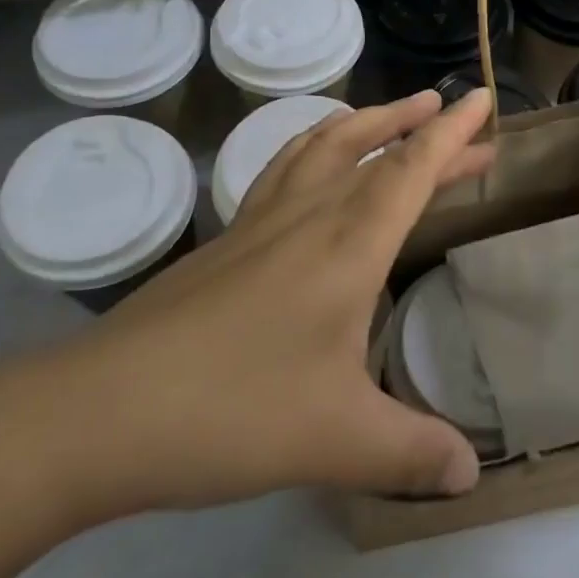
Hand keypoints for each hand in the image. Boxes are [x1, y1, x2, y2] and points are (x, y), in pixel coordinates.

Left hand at [17, 88, 496, 523]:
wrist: (97, 413)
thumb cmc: (232, 412)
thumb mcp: (337, 442)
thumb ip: (411, 452)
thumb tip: (470, 477)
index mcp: (347, 245)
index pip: (412, 170)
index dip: (452, 134)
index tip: (481, 100)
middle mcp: (309, 216)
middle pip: (376, 151)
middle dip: (426, 131)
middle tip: (464, 121)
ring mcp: (261, 222)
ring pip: (324, 146)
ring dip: (368, 123)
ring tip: (396, 115)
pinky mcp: (227, 239)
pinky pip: (285, 168)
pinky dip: (315, 145)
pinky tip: (314, 164)